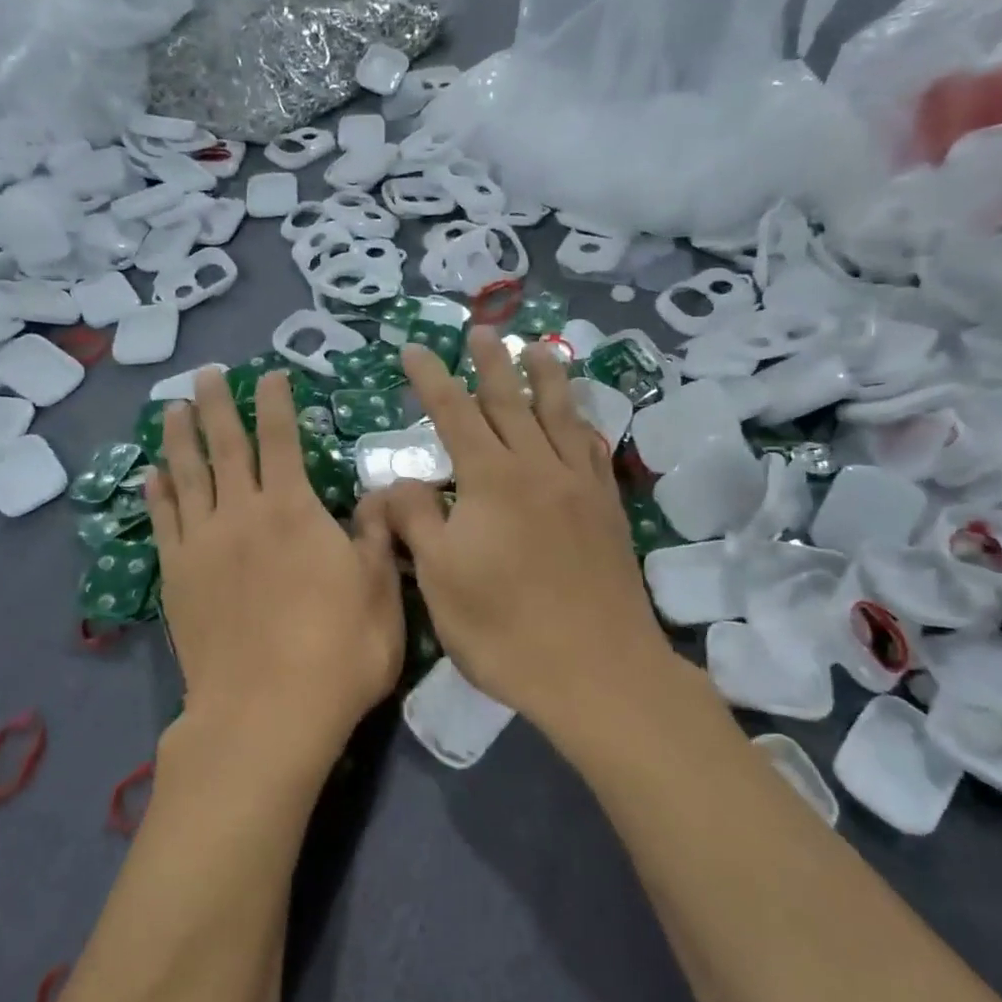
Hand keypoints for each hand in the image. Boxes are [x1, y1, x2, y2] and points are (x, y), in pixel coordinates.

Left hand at [149, 368, 403, 777]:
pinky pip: (163, 522)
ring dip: (180, 437)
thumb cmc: (337, 652)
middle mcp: (240, 513)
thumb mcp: (381, 591)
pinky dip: (158, 493)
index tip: (269, 376)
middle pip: (224, 445)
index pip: (281, 438)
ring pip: (186, 475)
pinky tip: (153, 475)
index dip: (275, 403)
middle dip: (218, 405)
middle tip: (207, 374)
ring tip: (173, 409)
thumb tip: (380, 495)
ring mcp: (202, 544)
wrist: (265, 714)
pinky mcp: (177, 578)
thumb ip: (377, 535)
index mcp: (293, 509)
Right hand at [370, 328, 677, 733]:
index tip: (414, 350)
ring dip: (547, 377)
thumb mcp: (440, 577)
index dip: (431, 379)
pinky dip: (582, 423)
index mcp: (491, 480)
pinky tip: (581, 419)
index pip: (454, 414)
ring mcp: (579, 486)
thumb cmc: (505, 628)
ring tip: (540, 347)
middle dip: (491, 363)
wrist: (597, 671)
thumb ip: (415, 519)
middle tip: (481, 330)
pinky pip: (593, 450)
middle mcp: (537, 468)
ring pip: (560, 416)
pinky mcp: (607, 510)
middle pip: (511, 401)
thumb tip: (394, 483)